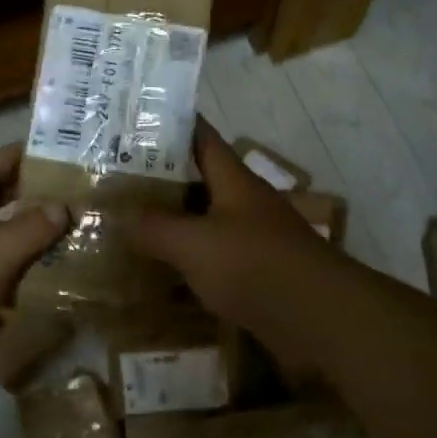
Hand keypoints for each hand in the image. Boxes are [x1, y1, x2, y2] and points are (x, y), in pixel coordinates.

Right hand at [127, 122, 340, 330]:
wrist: (318, 317)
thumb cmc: (254, 265)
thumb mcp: (194, 243)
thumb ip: (154, 228)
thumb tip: (119, 217)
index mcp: (235, 182)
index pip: (203, 139)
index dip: (174, 125)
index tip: (138, 119)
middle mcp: (246, 204)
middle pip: (202, 182)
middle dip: (164, 179)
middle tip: (119, 180)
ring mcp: (255, 240)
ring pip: (207, 222)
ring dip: (176, 223)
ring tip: (131, 224)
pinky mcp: (258, 274)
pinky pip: (216, 260)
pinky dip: (190, 262)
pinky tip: (164, 272)